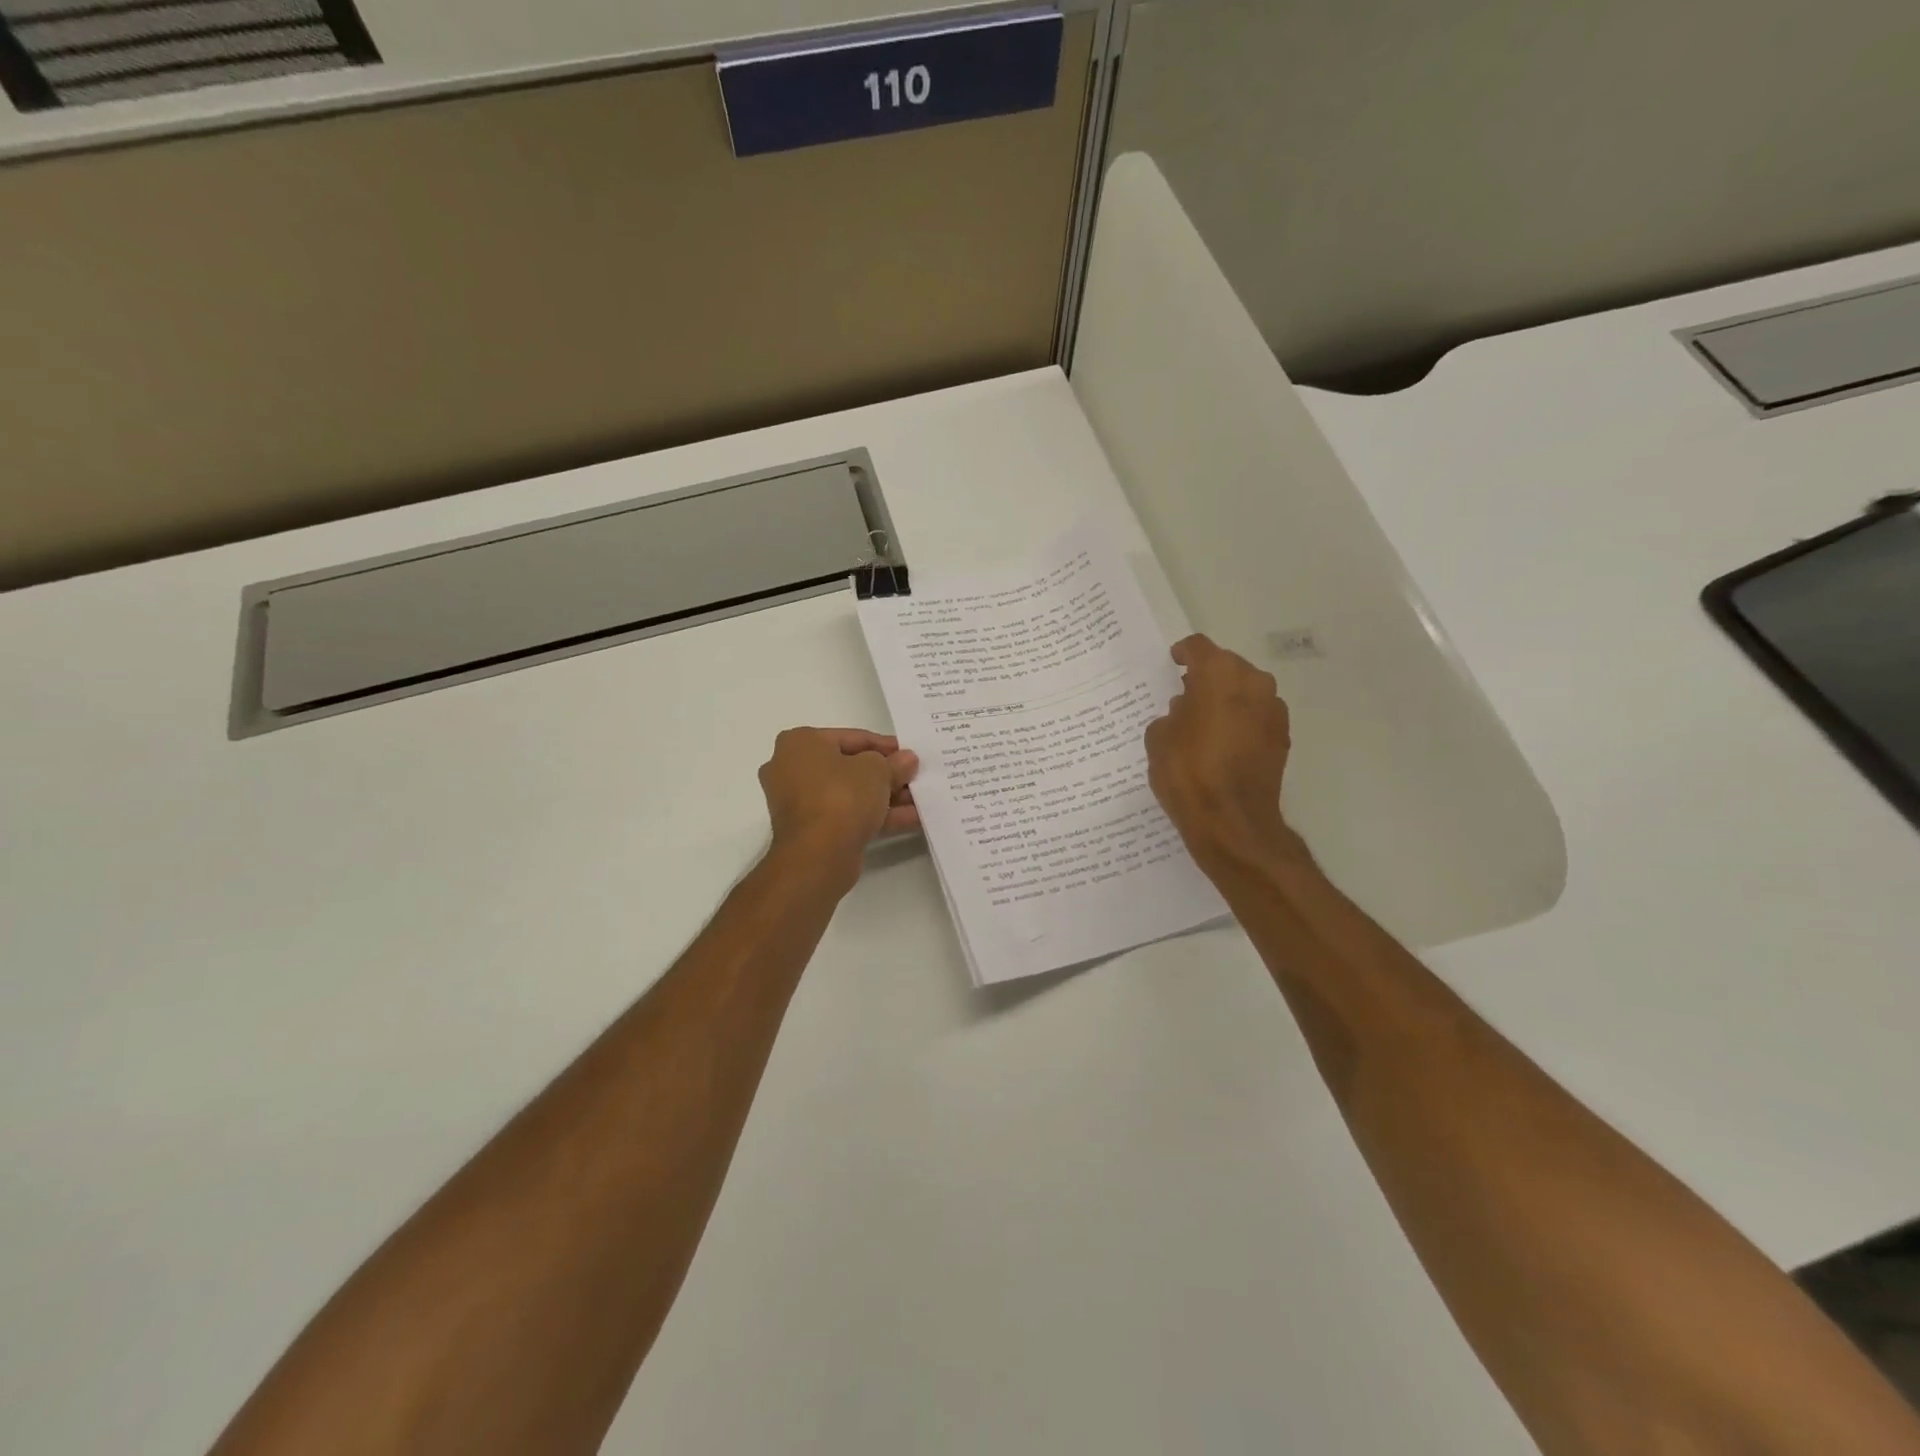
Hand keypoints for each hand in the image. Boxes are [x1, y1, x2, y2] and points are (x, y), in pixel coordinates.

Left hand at [758, 728, 919, 887]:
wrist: (817, 856)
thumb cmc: (841, 796)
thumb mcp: (877, 771)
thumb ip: (894, 763)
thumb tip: (907, 760)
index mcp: (800, 743)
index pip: (851, 737)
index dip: (885, 745)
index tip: (909, 753)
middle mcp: (792, 769)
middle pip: (849, 767)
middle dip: (885, 774)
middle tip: (914, 777)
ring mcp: (799, 803)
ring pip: (850, 794)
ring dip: (885, 796)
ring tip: (919, 799)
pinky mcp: (810, 830)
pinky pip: (847, 815)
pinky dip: (875, 815)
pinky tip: (911, 819)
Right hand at [1145, 635, 1304, 872]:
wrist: (1231, 821)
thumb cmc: (1187, 772)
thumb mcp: (1159, 738)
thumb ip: (1171, 715)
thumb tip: (1186, 712)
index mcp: (1219, 674)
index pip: (1198, 648)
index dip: (1182, 654)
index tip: (1172, 663)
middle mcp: (1253, 682)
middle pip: (1226, 667)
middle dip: (1206, 678)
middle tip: (1184, 696)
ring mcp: (1273, 710)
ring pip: (1245, 692)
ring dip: (1226, 700)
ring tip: (1203, 722)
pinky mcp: (1282, 738)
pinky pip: (1256, 717)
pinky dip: (1240, 722)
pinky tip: (1222, 744)